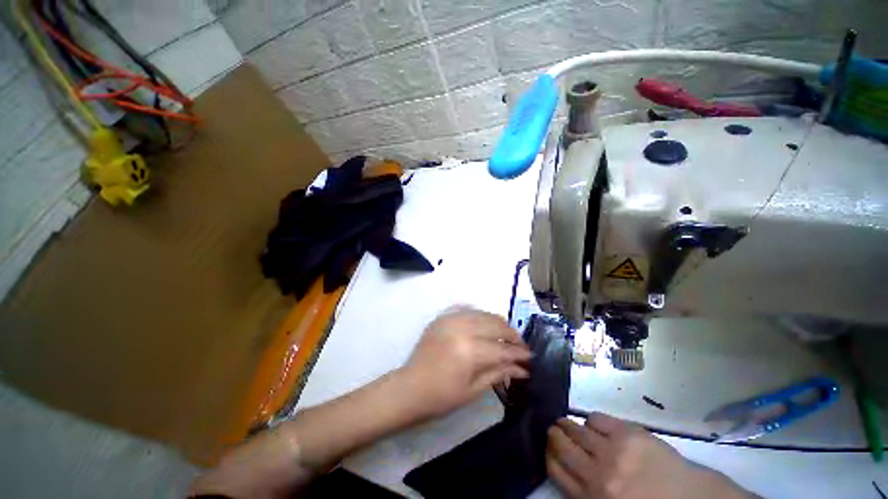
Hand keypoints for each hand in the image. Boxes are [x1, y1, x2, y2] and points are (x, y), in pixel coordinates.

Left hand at [398, 307, 530, 419]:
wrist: (410, 388)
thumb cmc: (442, 397)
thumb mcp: (473, 390)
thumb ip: (499, 373)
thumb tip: (522, 369)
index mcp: (470, 351)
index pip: (502, 349)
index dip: (519, 353)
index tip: (530, 357)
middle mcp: (462, 329)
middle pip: (495, 325)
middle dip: (512, 335)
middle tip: (520, 345)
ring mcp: (450, 319)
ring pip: (483, 313)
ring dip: (498, 322)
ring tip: (505, 334)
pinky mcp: (442, 317)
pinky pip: (466, 309)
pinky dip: (479, 314)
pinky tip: (484, 321)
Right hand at [546, 413, 756, 498]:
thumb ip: (586, 494)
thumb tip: (566, 470)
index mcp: (593, 498)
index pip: (556, 469)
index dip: (548, 454)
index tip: (548, 447)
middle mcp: (597, 473)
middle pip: (562, 445)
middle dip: (553, 435)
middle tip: (553, 429)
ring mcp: (613, 451)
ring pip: (576, 429)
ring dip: (567, 424)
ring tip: (566, 422)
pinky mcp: (629, 433)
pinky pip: (597, 418)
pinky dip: (591, 420)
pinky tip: (595, 425)